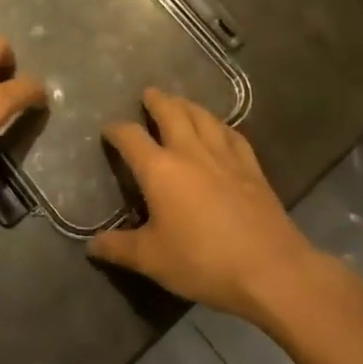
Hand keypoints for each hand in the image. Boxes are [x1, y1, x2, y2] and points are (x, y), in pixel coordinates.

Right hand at [89, 90, 328, 323]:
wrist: (270, 268)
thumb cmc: (203, 262)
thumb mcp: (152, 260)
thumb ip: (119, 248)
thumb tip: (92, 245)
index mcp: (160, 170)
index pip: (131, 137)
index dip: (116, 130)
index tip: (109, 130)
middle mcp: (190, 152)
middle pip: (171, 113)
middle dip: (157, 101)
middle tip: (148, 94)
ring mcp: (225, 156)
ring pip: (203, 117)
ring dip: (188, 105)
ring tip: (179, 102)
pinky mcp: (251, 167)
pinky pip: (232, 134)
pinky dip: (219, 125)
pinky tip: (219, 129)